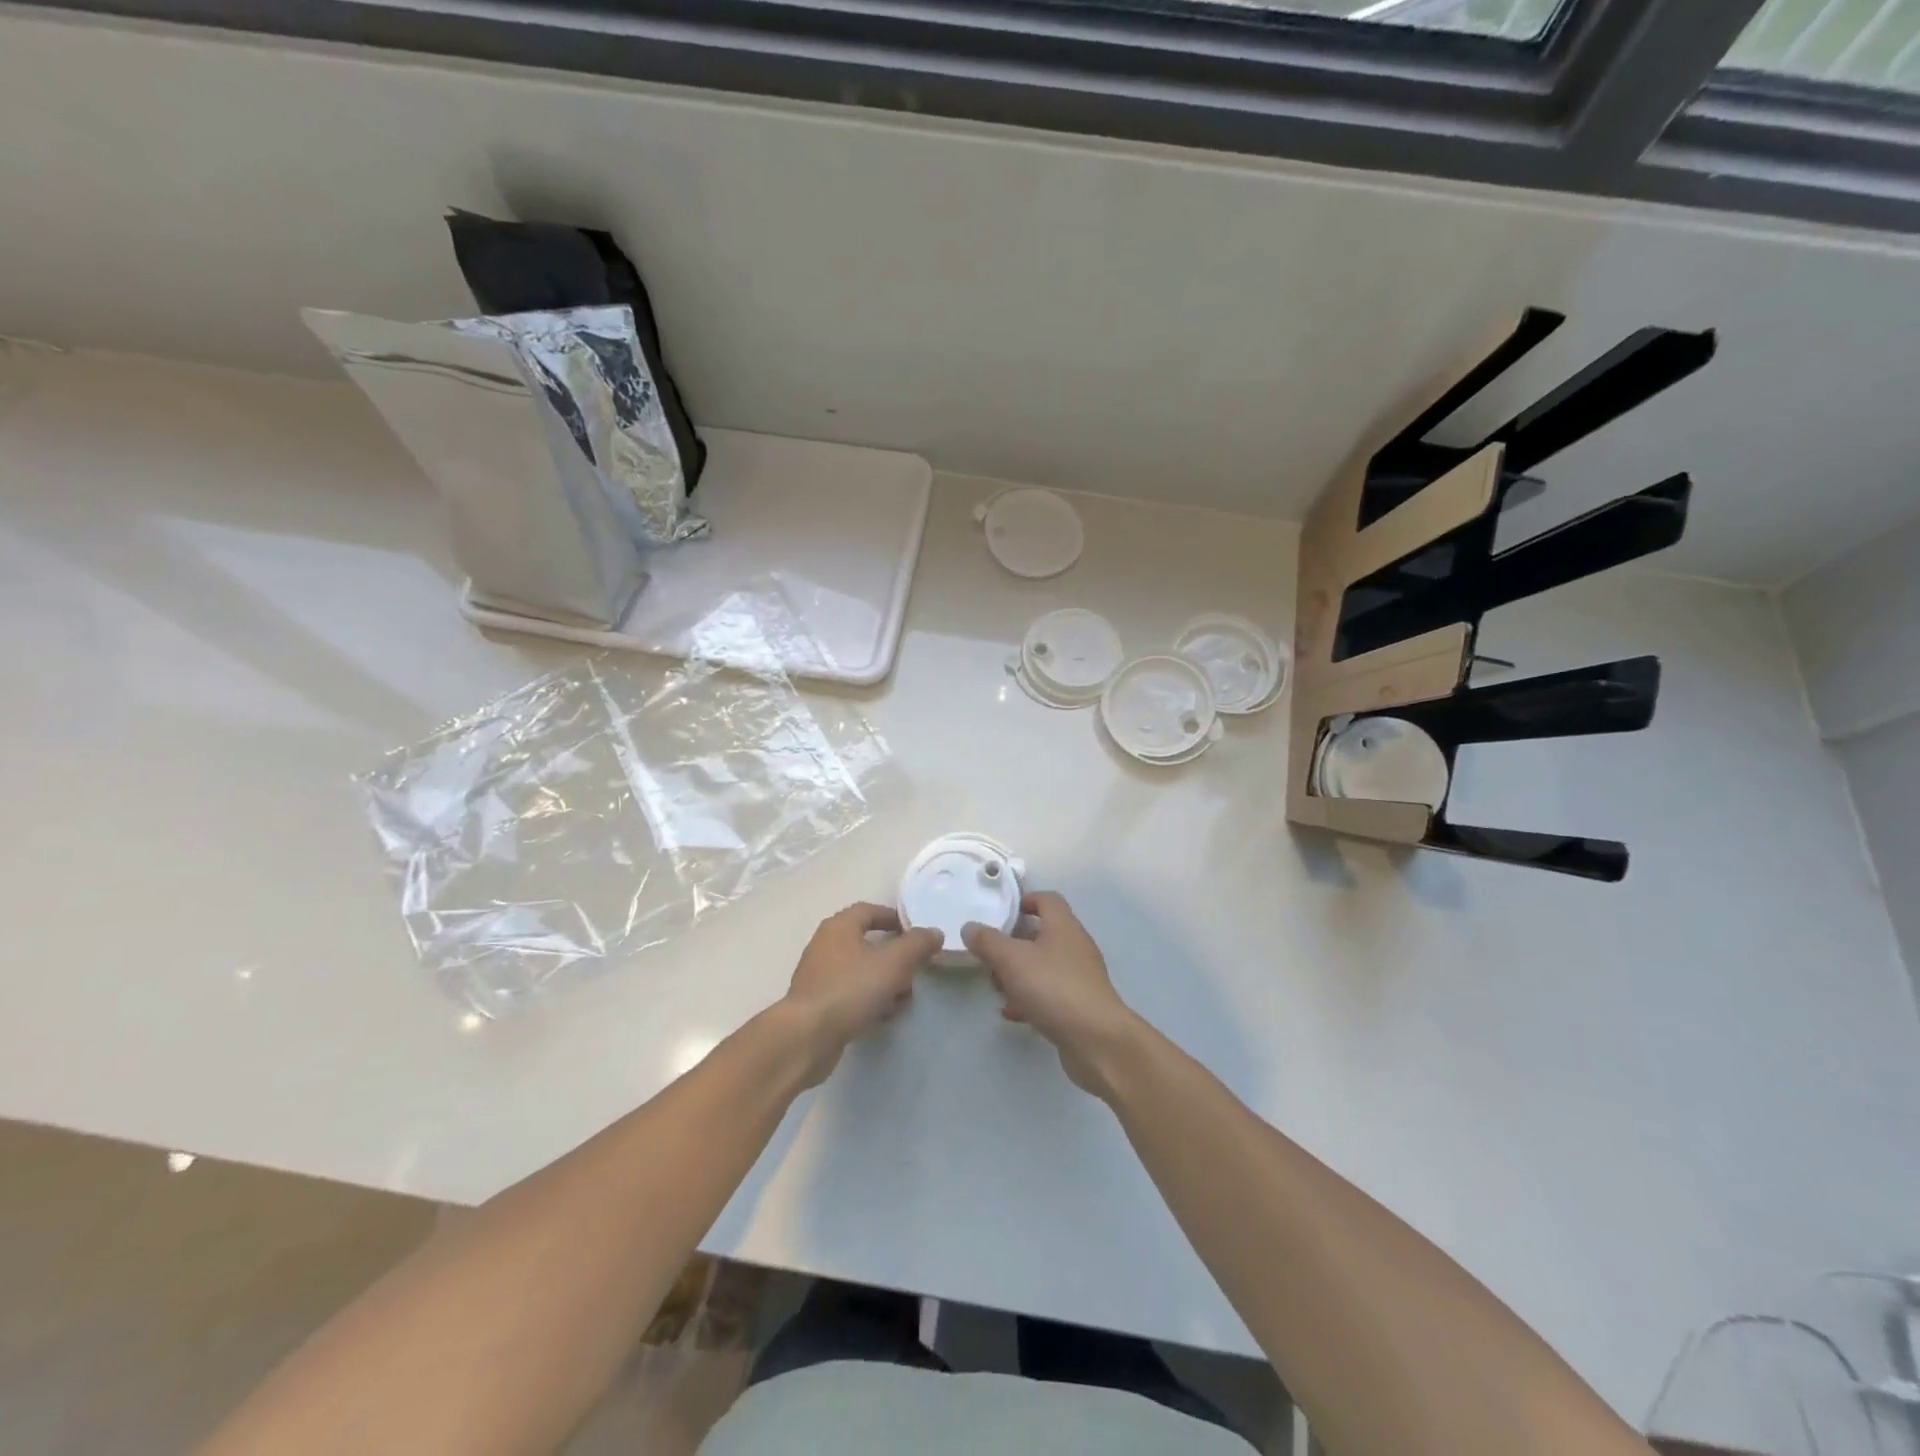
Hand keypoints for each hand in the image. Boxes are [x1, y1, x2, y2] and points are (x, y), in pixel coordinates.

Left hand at [781, 903, 942, 1086]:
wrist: (806, 1037)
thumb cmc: (850, 989)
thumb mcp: (893, 962)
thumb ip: (917, 944)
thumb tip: (934, 932)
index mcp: (840, 927)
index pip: (870, 910)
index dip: (895, 918)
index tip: (918, 933)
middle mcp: (827, 945)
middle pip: (868, 943)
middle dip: (896, 958)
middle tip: (915, 972)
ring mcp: (820, 976)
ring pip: (862, 971)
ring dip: (886, 982)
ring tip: (903, 1000)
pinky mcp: (819, 1004)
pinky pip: (851, 994)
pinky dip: (870, 1000)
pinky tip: (883, 1017)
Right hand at [962, 892, 1141, 1098]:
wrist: (1096, 1040)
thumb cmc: (1054, 988)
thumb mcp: (1012, 960)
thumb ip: (988, 942)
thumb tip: (970, 927)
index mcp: (1063, 926)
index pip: (1047, 899)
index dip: (1025, 900)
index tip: (1002, 913)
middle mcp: (1074, 946)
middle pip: (1041, 934)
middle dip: (1013, 945)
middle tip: (990, 957)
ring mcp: (1079, 977)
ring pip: (1043, 966)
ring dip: (1018, 975)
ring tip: (996, 989)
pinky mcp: (1079, 1005)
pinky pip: (1049, 994)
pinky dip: (1029, 999)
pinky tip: (1012, 1013)